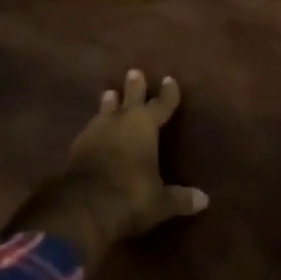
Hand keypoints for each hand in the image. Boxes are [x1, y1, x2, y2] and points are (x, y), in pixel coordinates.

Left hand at [9, 69, 207, 269]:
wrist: (82, 207)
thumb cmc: (130, 197)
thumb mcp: (160, 201)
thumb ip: (180, 198)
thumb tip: (204, 200)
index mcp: (145, 126)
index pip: (161, 104)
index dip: (167, 93)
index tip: (169, 79)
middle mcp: (120, 121)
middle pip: (129, 97)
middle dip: (134, 86)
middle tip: (134, 72)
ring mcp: (95, 132)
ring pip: (105, 110)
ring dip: (109, 103)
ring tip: (109, 93)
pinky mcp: (76, 147)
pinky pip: (90, 130)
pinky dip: (95, 128)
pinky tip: (93, 130)